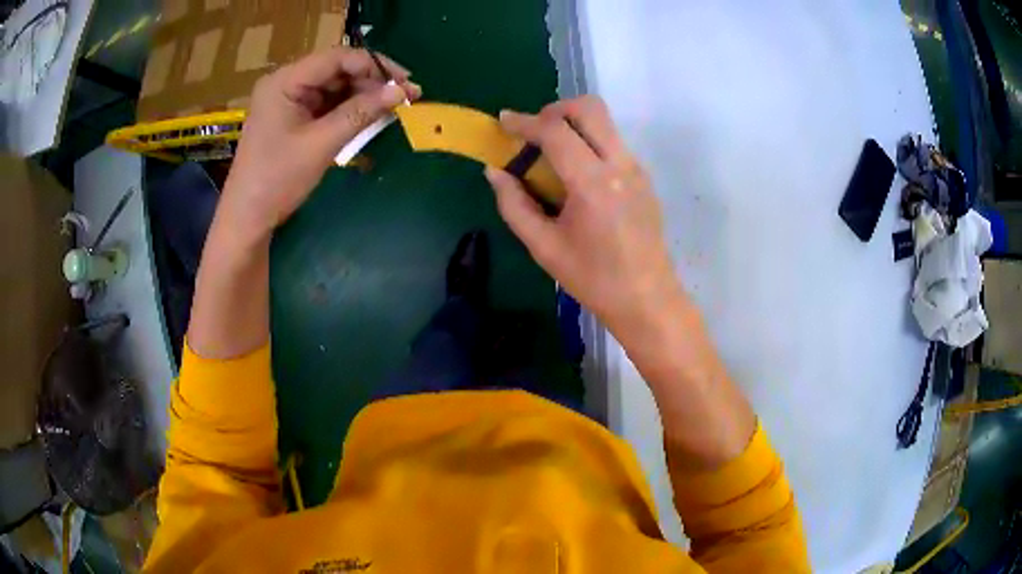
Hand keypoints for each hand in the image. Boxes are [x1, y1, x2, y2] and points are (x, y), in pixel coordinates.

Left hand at [222, 47, 420, 234]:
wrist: (247, 218)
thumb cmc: (277, 179)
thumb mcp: (322, 143)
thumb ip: (361, 113)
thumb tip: (402, 92)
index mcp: (285, 81)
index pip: (337, 58)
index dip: (374, 65)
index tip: (405, 82)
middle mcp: (286, 83)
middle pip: (337, 70)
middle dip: (372, 82)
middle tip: (406, 98)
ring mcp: (289, 100)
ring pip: (335, 87)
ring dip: (364, 96)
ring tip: (393, 109)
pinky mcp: (293, 117)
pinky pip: (327, 105)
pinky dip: (349, 110)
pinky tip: (371, 117)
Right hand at [485, 96, 682, 335]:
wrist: (647, 298)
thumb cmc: (593, 279)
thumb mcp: (544, 247)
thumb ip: (513, 205)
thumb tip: (494, 171)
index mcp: (593, 185)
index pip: (556, 131)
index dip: (524, 122)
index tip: (503, 122)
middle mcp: (620, 165)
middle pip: (589, 108)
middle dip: (554, 110)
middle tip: (534, 133)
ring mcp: (636, 168)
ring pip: (604, 121)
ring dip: (572, 124)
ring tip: (551, 154)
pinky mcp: (643, 176)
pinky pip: (612, 141)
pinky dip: (588, 140)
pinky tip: (575, 174)